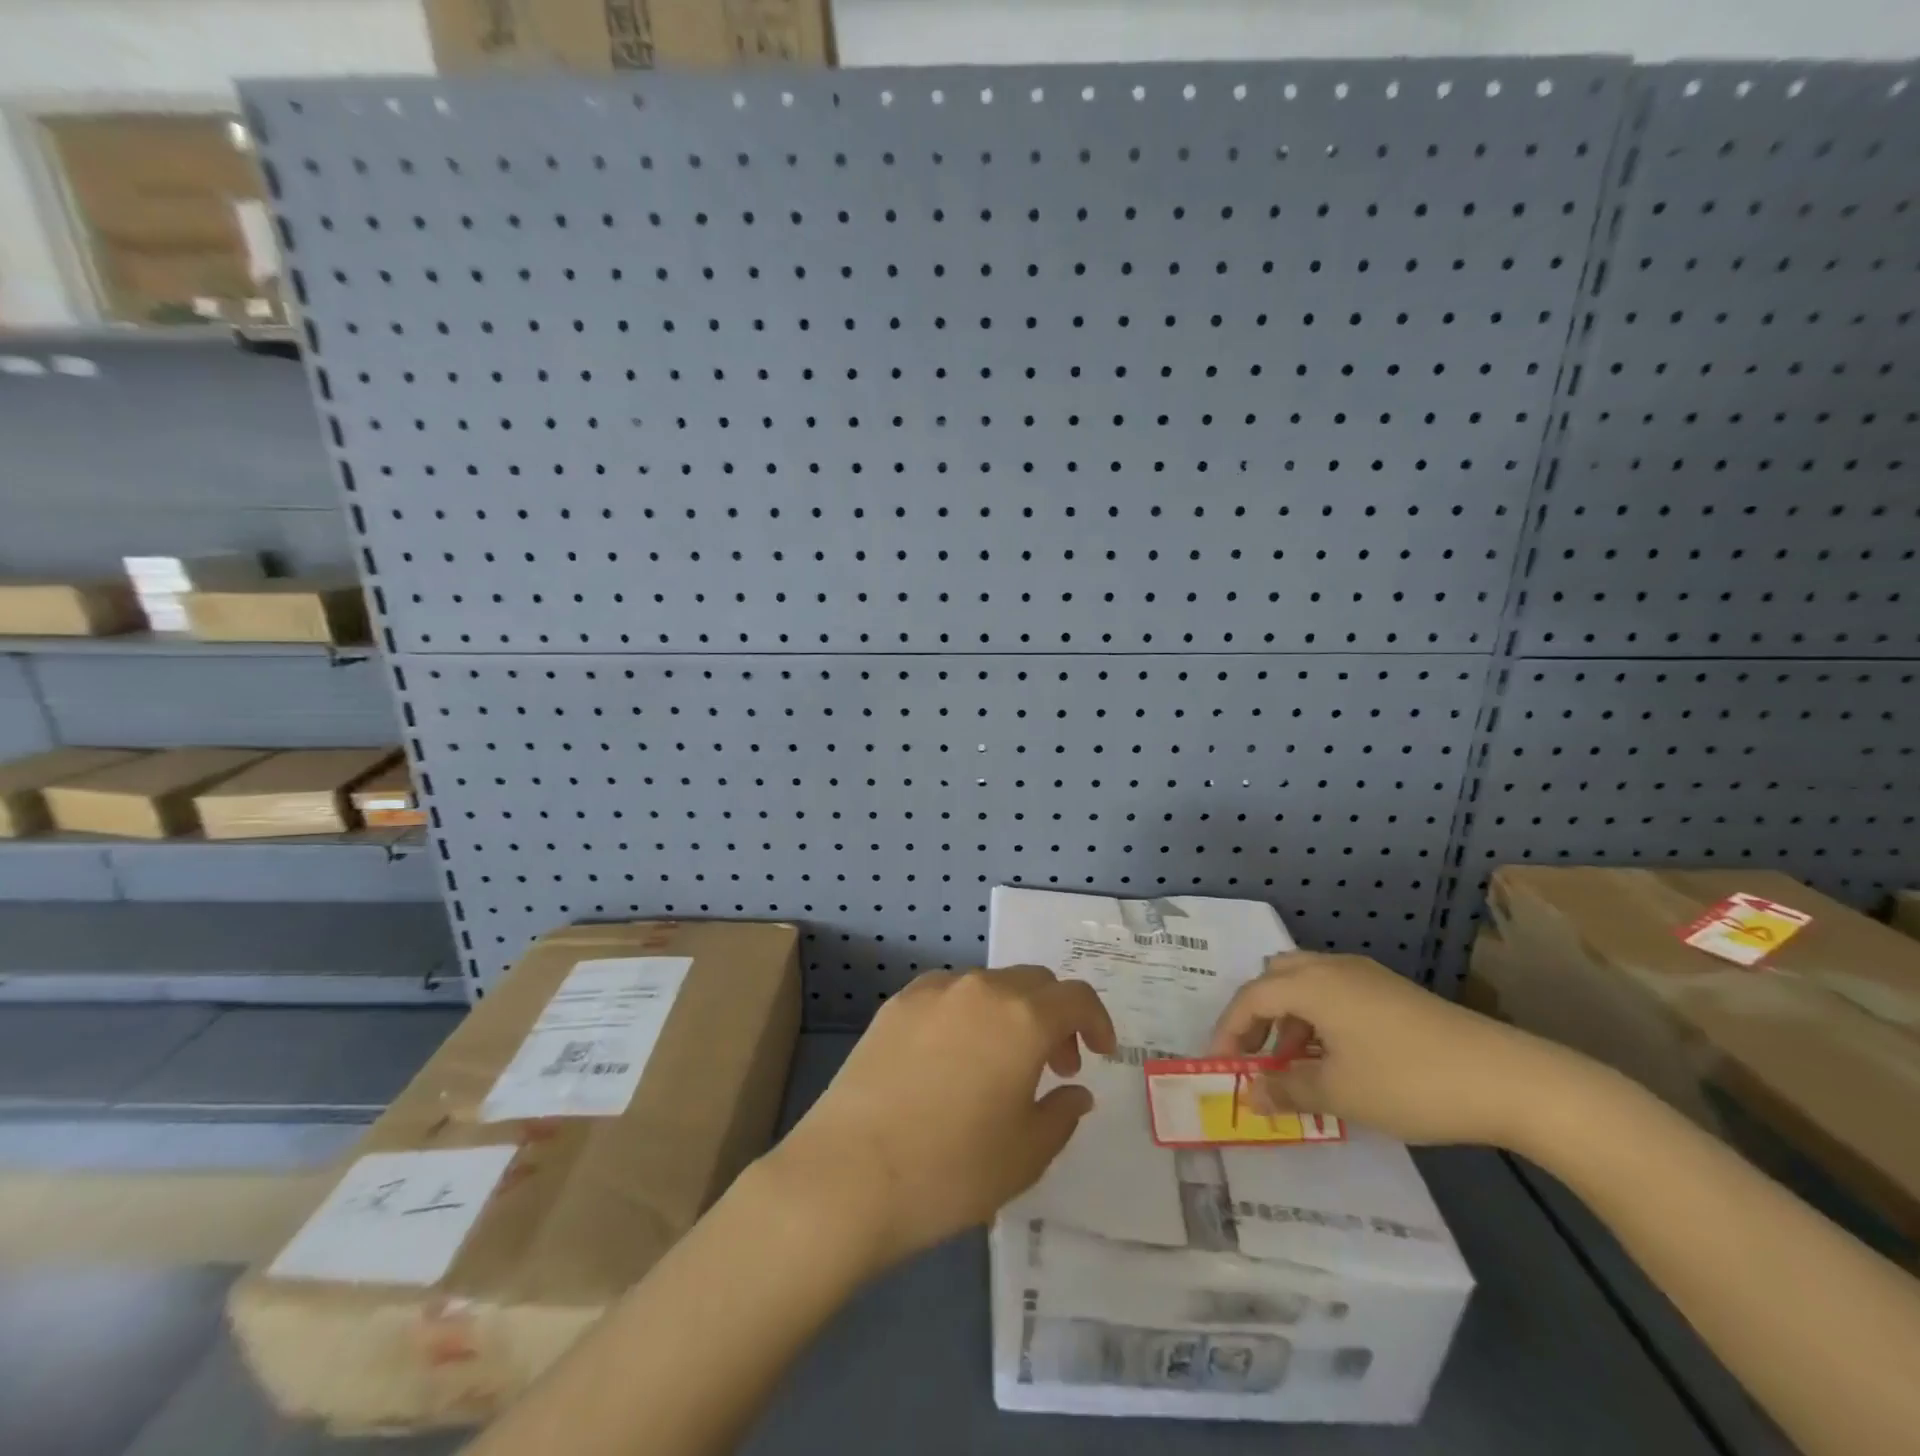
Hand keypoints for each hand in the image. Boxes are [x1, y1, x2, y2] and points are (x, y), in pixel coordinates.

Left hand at [766, 966, 1116, 1270]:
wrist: (849, 1174)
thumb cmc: (952, 1169)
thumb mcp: (1026, 1154)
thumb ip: (1061, 1113)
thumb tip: (1074, 1090)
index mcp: (1021, 1017)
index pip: (1075, 997)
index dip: (1097, 1021)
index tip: (1099, 1053)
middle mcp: (979, 989)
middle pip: (1033, 983)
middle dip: (1055, 1017)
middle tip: (1054, 1065)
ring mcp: (932, 991)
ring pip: (988, 986)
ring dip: (1010, 1014)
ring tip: (1001, 1064)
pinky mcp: (895, 1005)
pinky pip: (948, 995)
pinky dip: (968, 1014)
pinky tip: (953, 1059)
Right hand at [1209, 951, 1574, 1147]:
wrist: (1509, 1079)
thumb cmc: (1409, 1082)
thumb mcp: (1340, 1094)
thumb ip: (1285, 1091)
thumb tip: (1248, 1096)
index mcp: (1312, 984)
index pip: (1251, 998)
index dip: (1228, 1030)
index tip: (1221, 1066)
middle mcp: (1333, 969)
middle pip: (1275, 978)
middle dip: (1258, 1016)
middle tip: (1256, 1057)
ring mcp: (1367, 977)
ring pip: (1307, 986)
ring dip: (1290, 1021)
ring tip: (1297, 1068)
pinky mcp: (1393, 993)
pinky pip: (1336, 995)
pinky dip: (1320, 1021)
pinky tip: (1338, 1061)